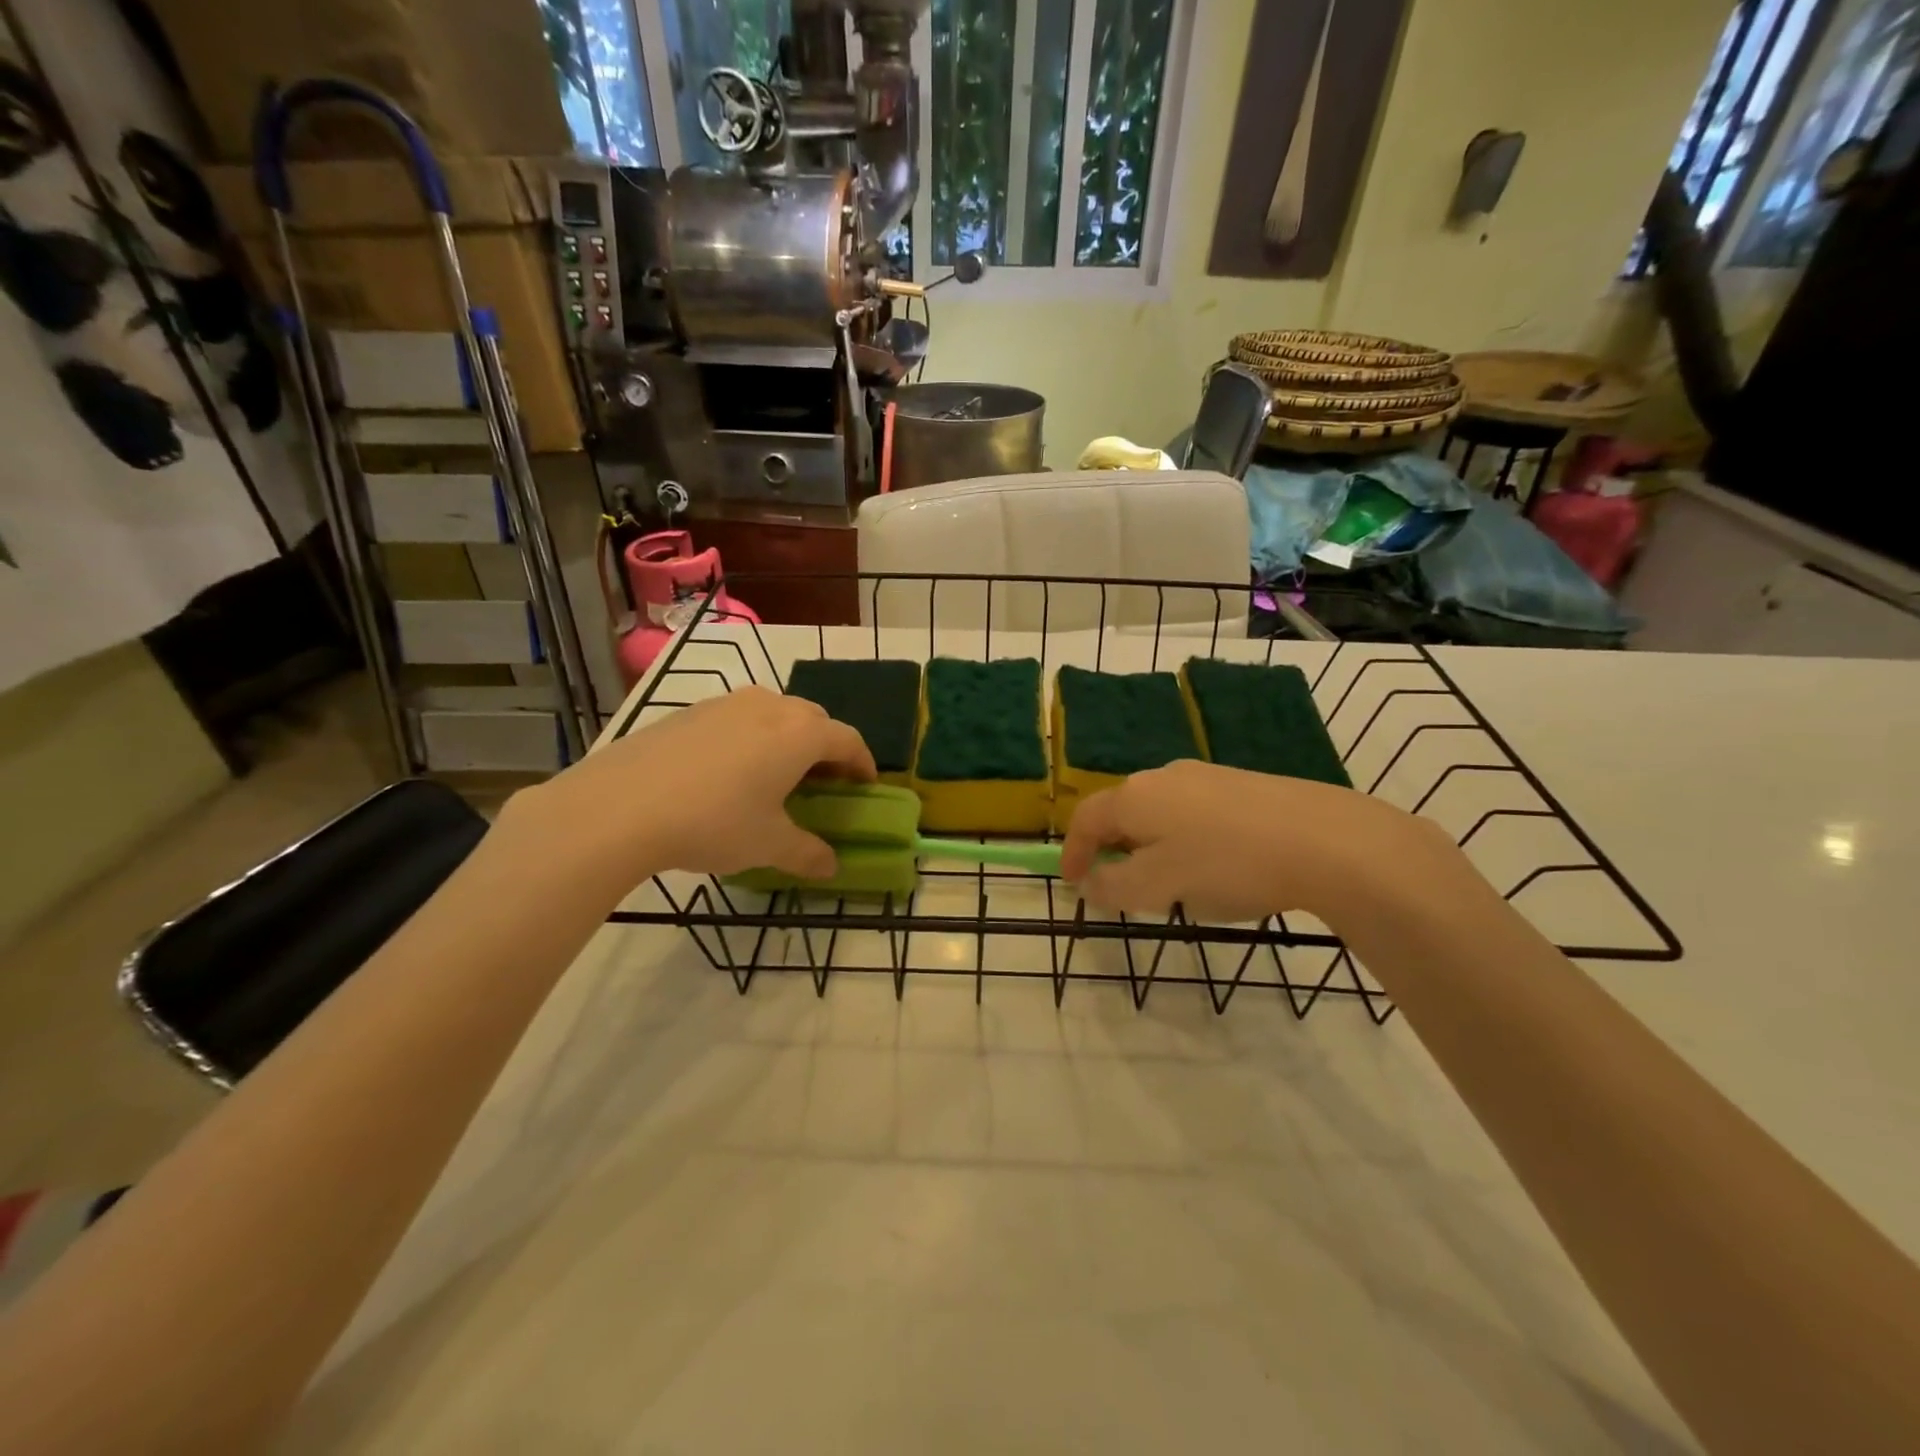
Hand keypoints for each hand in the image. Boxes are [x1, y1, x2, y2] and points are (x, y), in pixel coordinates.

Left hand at [505, 687, 874, 888]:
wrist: (621, 806)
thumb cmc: (713, 822)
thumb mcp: (768, 845)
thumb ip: (807, 853)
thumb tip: (831, 866)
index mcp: (800, 734)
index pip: (848, 739)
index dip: (863, 762)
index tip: (865, 785)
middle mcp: (770, 707)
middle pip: (814, 719)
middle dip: (826, 748)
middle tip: (822, 782)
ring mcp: (726, 704)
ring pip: (774, 713)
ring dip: (786, 739)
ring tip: (774, 774)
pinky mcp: (689, 711)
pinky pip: (736, 718)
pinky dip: (749, 738)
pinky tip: (727, 772)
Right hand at [1059, 760, 1460, 925]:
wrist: (1327, 840)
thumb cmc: (1227, 864)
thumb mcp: (1159, 886)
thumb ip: (1114, 887)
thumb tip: (1090, 883)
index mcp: (1135, 796)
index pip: (1086, 820)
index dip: (1073, 853)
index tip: (1073, 884)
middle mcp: (1164, 776)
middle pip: (1122, 812)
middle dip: (1114, 850)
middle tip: (1121, 886)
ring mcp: (1207, 776)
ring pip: (1161, 813)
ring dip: (1152, 846)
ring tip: (1172, 883)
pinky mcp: (1243, 785)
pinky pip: (1195, 813)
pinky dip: (1186, 840)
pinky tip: (1217, 867)